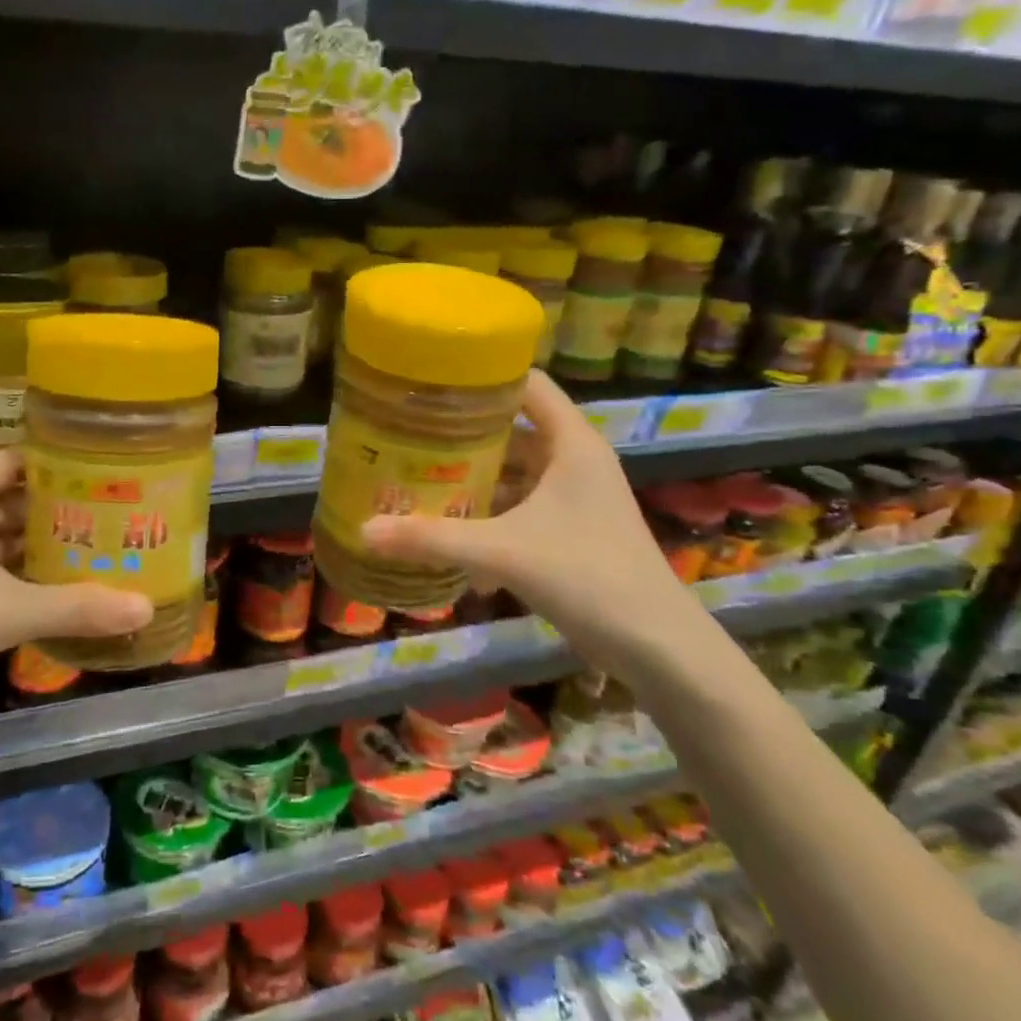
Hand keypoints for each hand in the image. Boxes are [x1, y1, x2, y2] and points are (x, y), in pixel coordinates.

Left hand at [0, 452, 151, 732]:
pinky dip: (23, 577)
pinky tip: (65, 587)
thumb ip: (78, 607)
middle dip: (62, 511)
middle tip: (120, 515)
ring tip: (104, 548)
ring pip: (2, 539)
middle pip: (14, 500)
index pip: (18, 462)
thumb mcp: (7, 610)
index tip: (112, 474)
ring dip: (44, 547)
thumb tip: (146, 609)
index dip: (64, 466)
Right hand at [360, 372, 715, 684]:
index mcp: (571, 443)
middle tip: (409, 431)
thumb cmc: (588, 576)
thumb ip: (433, 539)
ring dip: (473, 476)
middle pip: (513, 428)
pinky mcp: (571, 530)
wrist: (656, 645)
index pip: (527, 384)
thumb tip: (364, 530)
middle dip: (463, 432)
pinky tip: (450, 530)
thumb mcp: (503, 552)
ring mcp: (575, 497)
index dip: (483, 375)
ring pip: (515, 471)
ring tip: (418, 474)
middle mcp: (575, 460)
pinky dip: (488, 513)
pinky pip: (520, 507)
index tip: (432, 380)